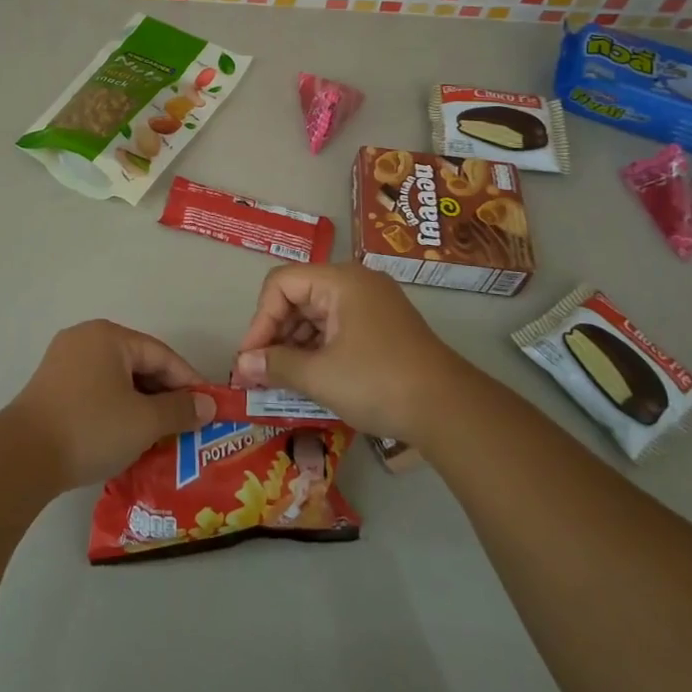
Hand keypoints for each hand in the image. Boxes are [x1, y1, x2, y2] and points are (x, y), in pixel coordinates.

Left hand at [2, 321, 214, 490]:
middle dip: (165, 395)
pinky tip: (127, 435)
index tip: (209, 409)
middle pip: (138, 364)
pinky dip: (117, 409)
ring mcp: (63, 362)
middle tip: (187, 424)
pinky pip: (96, 391)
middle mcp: (85, 339)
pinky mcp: (51, 387)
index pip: (162, 355)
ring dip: (141, 405)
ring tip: (162, 434)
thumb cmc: (91, 428)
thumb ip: (180, 410)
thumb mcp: (145, 421)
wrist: (21, 457)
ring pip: (117, 380)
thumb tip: (208, 406)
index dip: (189, 382)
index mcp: (109, 336)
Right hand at [232, 263, 472, 443]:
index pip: (281, 283)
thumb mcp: (319, 375)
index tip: (250, 358)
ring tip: (280, 380)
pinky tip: (308, 378)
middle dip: (275, 334)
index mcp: (340, 281)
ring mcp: (372, 305)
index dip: (260, 320)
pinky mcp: (382, 328)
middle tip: (259, 372)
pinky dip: (318, 350)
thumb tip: (242, 365)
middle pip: (298, 296)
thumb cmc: (378, 382)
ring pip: (316, 314)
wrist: (449, 410)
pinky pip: (337, 328)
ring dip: (295, 345)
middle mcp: (356, 283)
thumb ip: (276, 365)